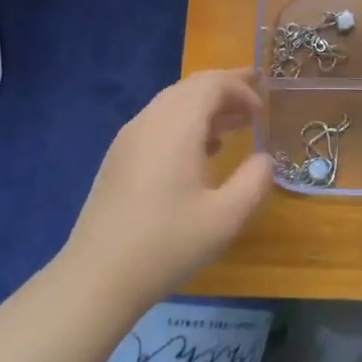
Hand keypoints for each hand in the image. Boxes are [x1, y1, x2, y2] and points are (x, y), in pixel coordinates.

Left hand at [62, 69, 271, 304]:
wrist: (97, 277)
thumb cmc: (167, 244)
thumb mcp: (226, 218)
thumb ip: (254, 181)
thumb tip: (264, 159)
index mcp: (176, 127)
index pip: (212, 84)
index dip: (242, 89)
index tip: (264, 112)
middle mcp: (149, 122)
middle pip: (190, 88)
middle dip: (226, 89)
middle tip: (255, 100)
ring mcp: (128, 139)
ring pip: (172, 104)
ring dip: (206, 107)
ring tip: (235, 125)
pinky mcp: (118, 159)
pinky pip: (158, 124)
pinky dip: (186, 124)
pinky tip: (201, 151)